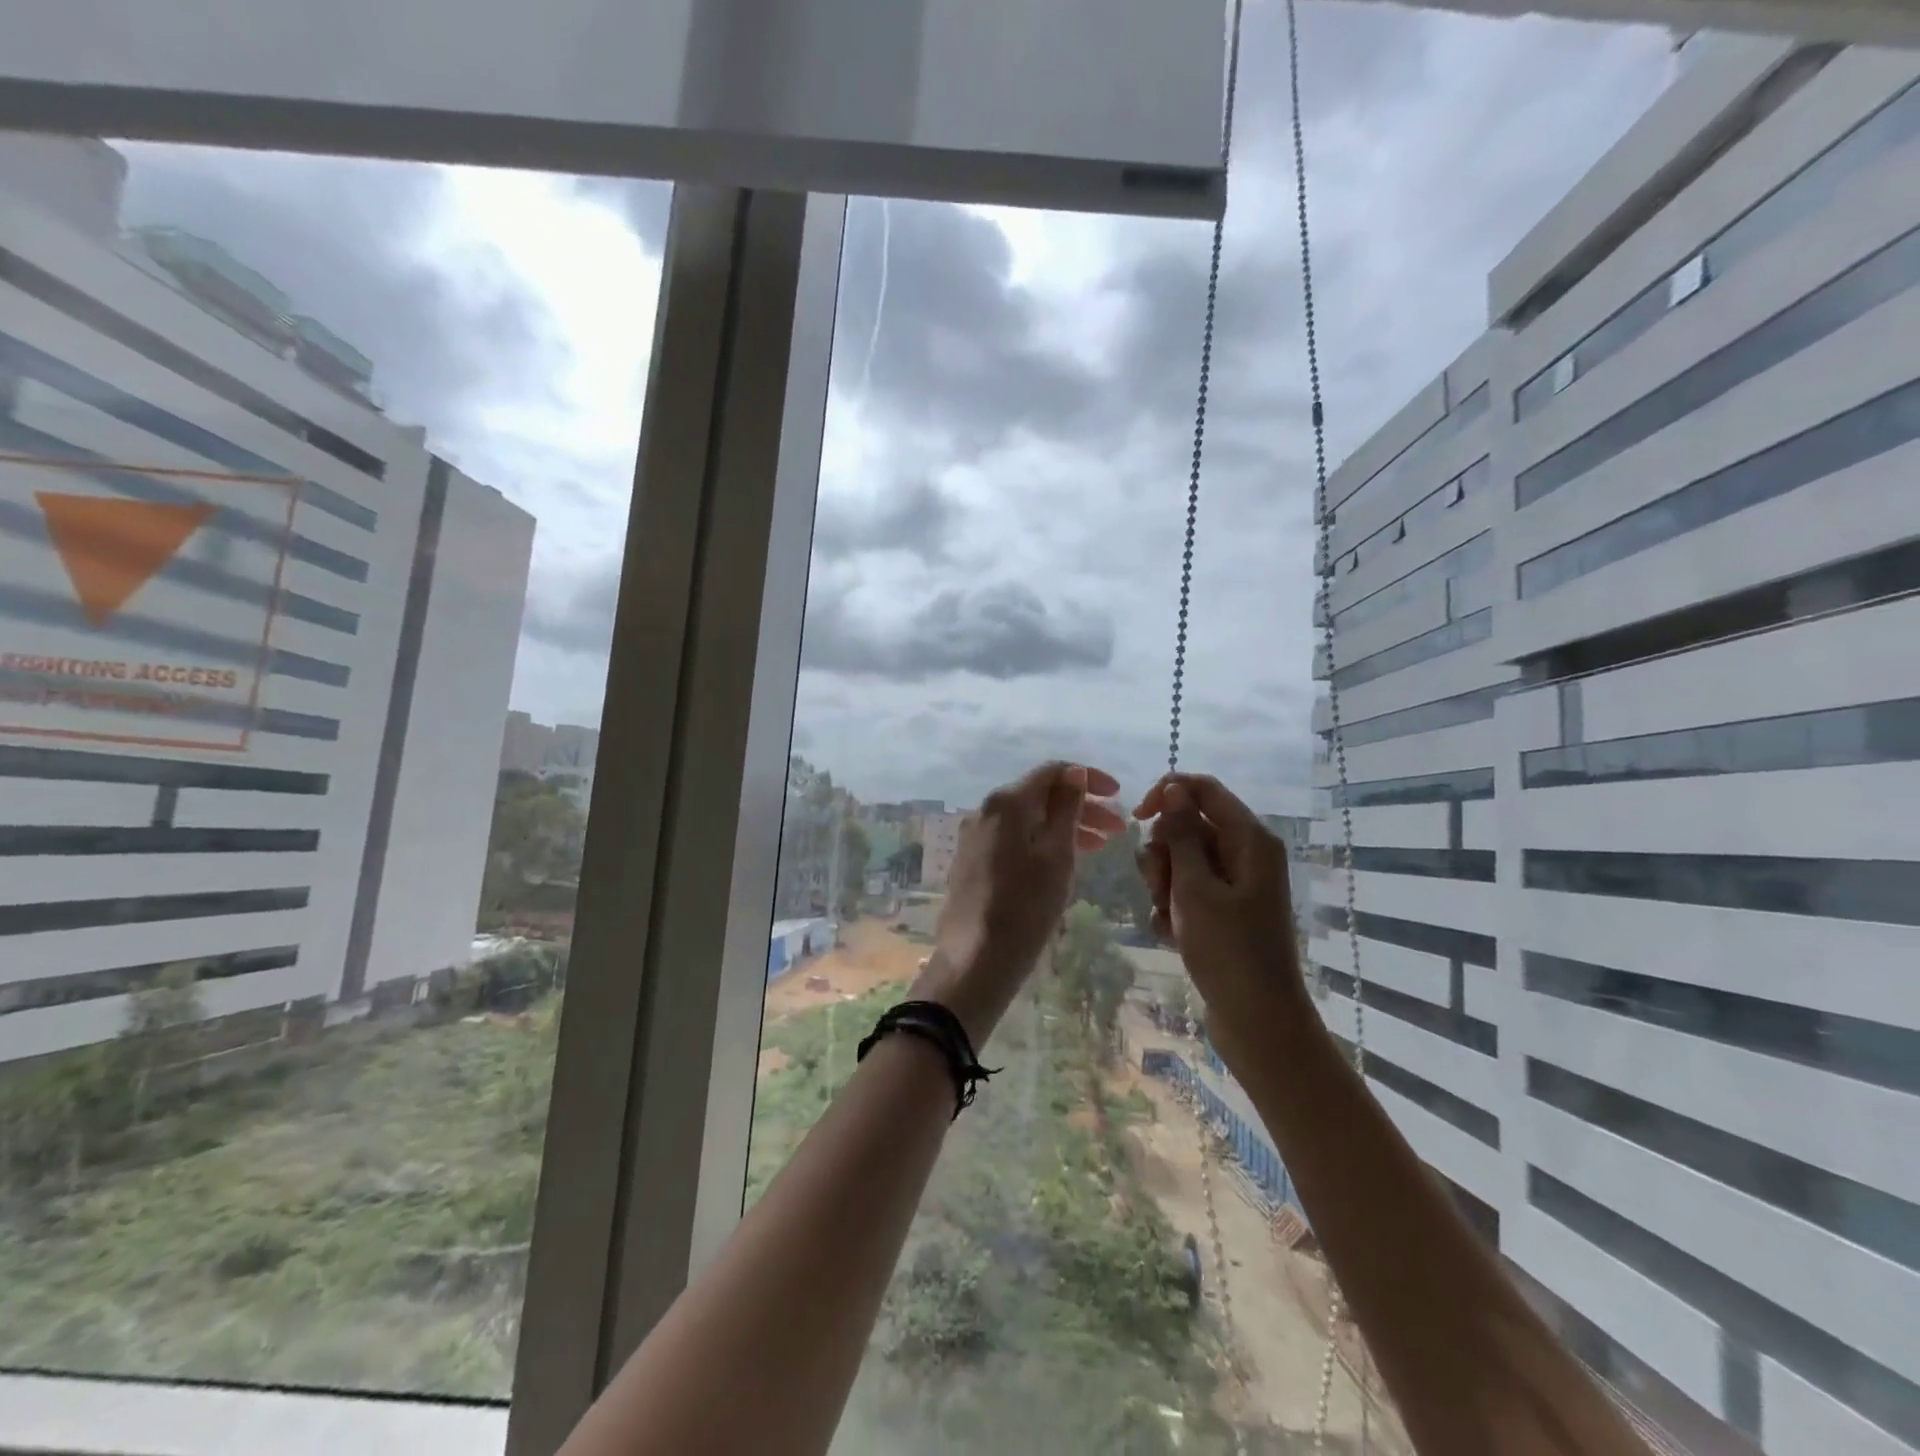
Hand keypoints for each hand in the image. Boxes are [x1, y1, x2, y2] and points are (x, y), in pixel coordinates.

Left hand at [914, 762, 1123, 1045]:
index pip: (1052, 772)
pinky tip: (1064, 859)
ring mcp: (976, 835)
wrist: (975, 960)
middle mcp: (986, 810)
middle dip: (1081, 806)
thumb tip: (1075, 772)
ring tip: (1100, 847)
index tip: (1121, 796)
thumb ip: (1067, 810)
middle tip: (1119, 829)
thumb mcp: (1057, 856)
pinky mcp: (973, 859)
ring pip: (1028, 818)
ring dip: (1065, 826)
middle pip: (1040, 795)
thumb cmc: (1025, 907)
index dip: (1089, 778)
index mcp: (1006, 802)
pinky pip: (1014, 837)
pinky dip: (1042, 841)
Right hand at [1134, 773, 1305, 1058]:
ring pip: (1182, 860)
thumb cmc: (1228, 949)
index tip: (1137, 819)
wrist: (1258, 1020)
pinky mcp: (1226, 911)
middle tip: (1160, 885)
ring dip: (1164, 883)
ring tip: (1168, 916)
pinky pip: (1188, 891)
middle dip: (1163, 852)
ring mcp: (1236, 884)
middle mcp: (1246, 854)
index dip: (1167, 794)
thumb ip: (1181, 835)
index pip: (1203, 789)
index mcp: (1249, 839)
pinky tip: (1172, 935)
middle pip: (1189, 826)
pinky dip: (1173, 908)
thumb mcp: (1195, 888)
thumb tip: (1174, 788)